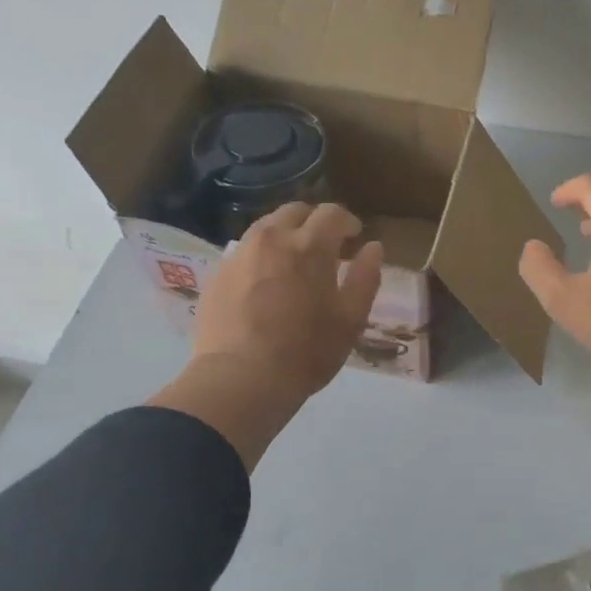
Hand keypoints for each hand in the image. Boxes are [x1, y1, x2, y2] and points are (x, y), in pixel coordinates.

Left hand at [147, 203, 382, 468]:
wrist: (241, 379)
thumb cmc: (307, 351)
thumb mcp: (351, 320)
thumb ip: (365, 277)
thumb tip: (372, 247)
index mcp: (310, 246)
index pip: (332, 213)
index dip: (348, 222)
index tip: (354, 238)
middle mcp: (272, 238)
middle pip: (295, 211)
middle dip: (314, 222)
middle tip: (325, 248)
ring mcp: (239, 253)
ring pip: (266, 228)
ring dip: (285, 237)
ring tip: (293, 265)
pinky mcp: (218, 273)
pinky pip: (244, 252)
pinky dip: (261, 257)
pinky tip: (265, 285)